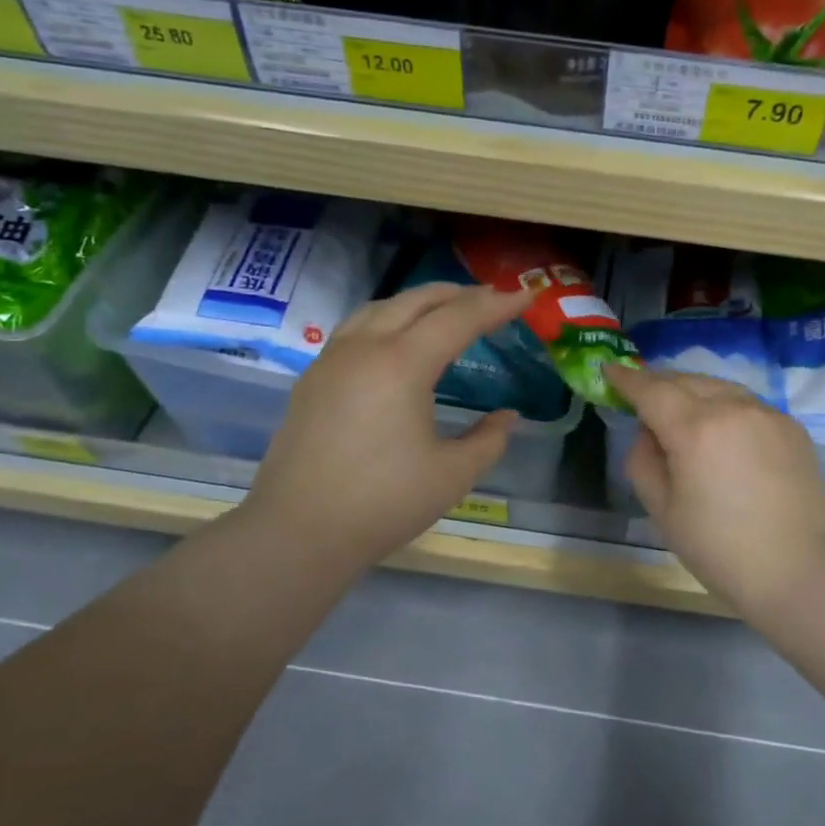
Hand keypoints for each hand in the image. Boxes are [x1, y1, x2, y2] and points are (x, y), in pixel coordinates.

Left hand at [240, 284, 529, 576]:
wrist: (299, 531)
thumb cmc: (384, 503)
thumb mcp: (452, 475)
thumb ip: (488, 440)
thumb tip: (507, 417)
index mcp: (402, 364)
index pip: (459, 318)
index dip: (496, 305)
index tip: (525, 297)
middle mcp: (364, 348)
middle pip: (416, 301)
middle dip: (458, 294)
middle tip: (491, 299)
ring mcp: (331, 361)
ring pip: (380, 309)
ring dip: (418, 303)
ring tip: (445, 311)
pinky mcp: (312, 380)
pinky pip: (355, 330)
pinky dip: (387, 321)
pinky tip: (395, 343)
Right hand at [605, 364, 824, 618]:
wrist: (797, 569)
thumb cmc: (718, 548)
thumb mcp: (661, 509)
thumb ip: (643, 459)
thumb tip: (649, 431)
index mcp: (695, 429)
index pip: (651, 390)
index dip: (626, 378)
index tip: (609, 369)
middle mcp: (733, 408)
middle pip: (686, 380)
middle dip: (658, 382)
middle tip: (639, 392)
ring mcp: (767, 413)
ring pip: (719, 386)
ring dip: (692, 390)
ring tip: (678, 407)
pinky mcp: (791, 426)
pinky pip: (746, 404)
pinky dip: (724, 406)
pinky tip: (719, 429)